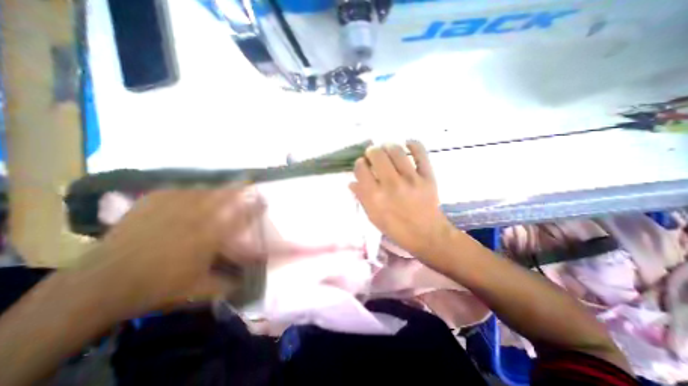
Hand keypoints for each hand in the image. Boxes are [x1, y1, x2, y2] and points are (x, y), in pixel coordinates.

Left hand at [75, 186, 263, 316]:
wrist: (101, 284)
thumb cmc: (158, 286)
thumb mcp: (199, 290)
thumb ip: (228, 284)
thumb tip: (247, 282)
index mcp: (210, 236)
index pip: (240, 216)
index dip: (254, 207)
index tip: (263, 201)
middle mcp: (196, 217)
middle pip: (224, 196)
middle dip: (239, 189)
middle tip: (248, 183)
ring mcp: (173, 207)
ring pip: (204, 190)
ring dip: (218, 188)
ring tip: (225, 185)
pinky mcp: (152, 203)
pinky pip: (177, 190)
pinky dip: (189, 190)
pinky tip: (192, 191)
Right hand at [350, 141, 452, 262]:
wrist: (426, 234)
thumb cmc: (395, 228)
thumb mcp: (373, 216)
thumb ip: (362, 198)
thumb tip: (352, 182)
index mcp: (375, 197)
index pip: (361, 169)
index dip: (359, 164)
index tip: (362, 165)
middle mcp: (391, 185)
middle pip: (377, 155)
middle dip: (371, 151)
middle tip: (373, 155)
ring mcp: (411, 179)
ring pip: (396, 150)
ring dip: (388, 146)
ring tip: (387, 149)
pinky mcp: (427, 176)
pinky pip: (421, 153)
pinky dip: (413, 144)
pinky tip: (407, 144)